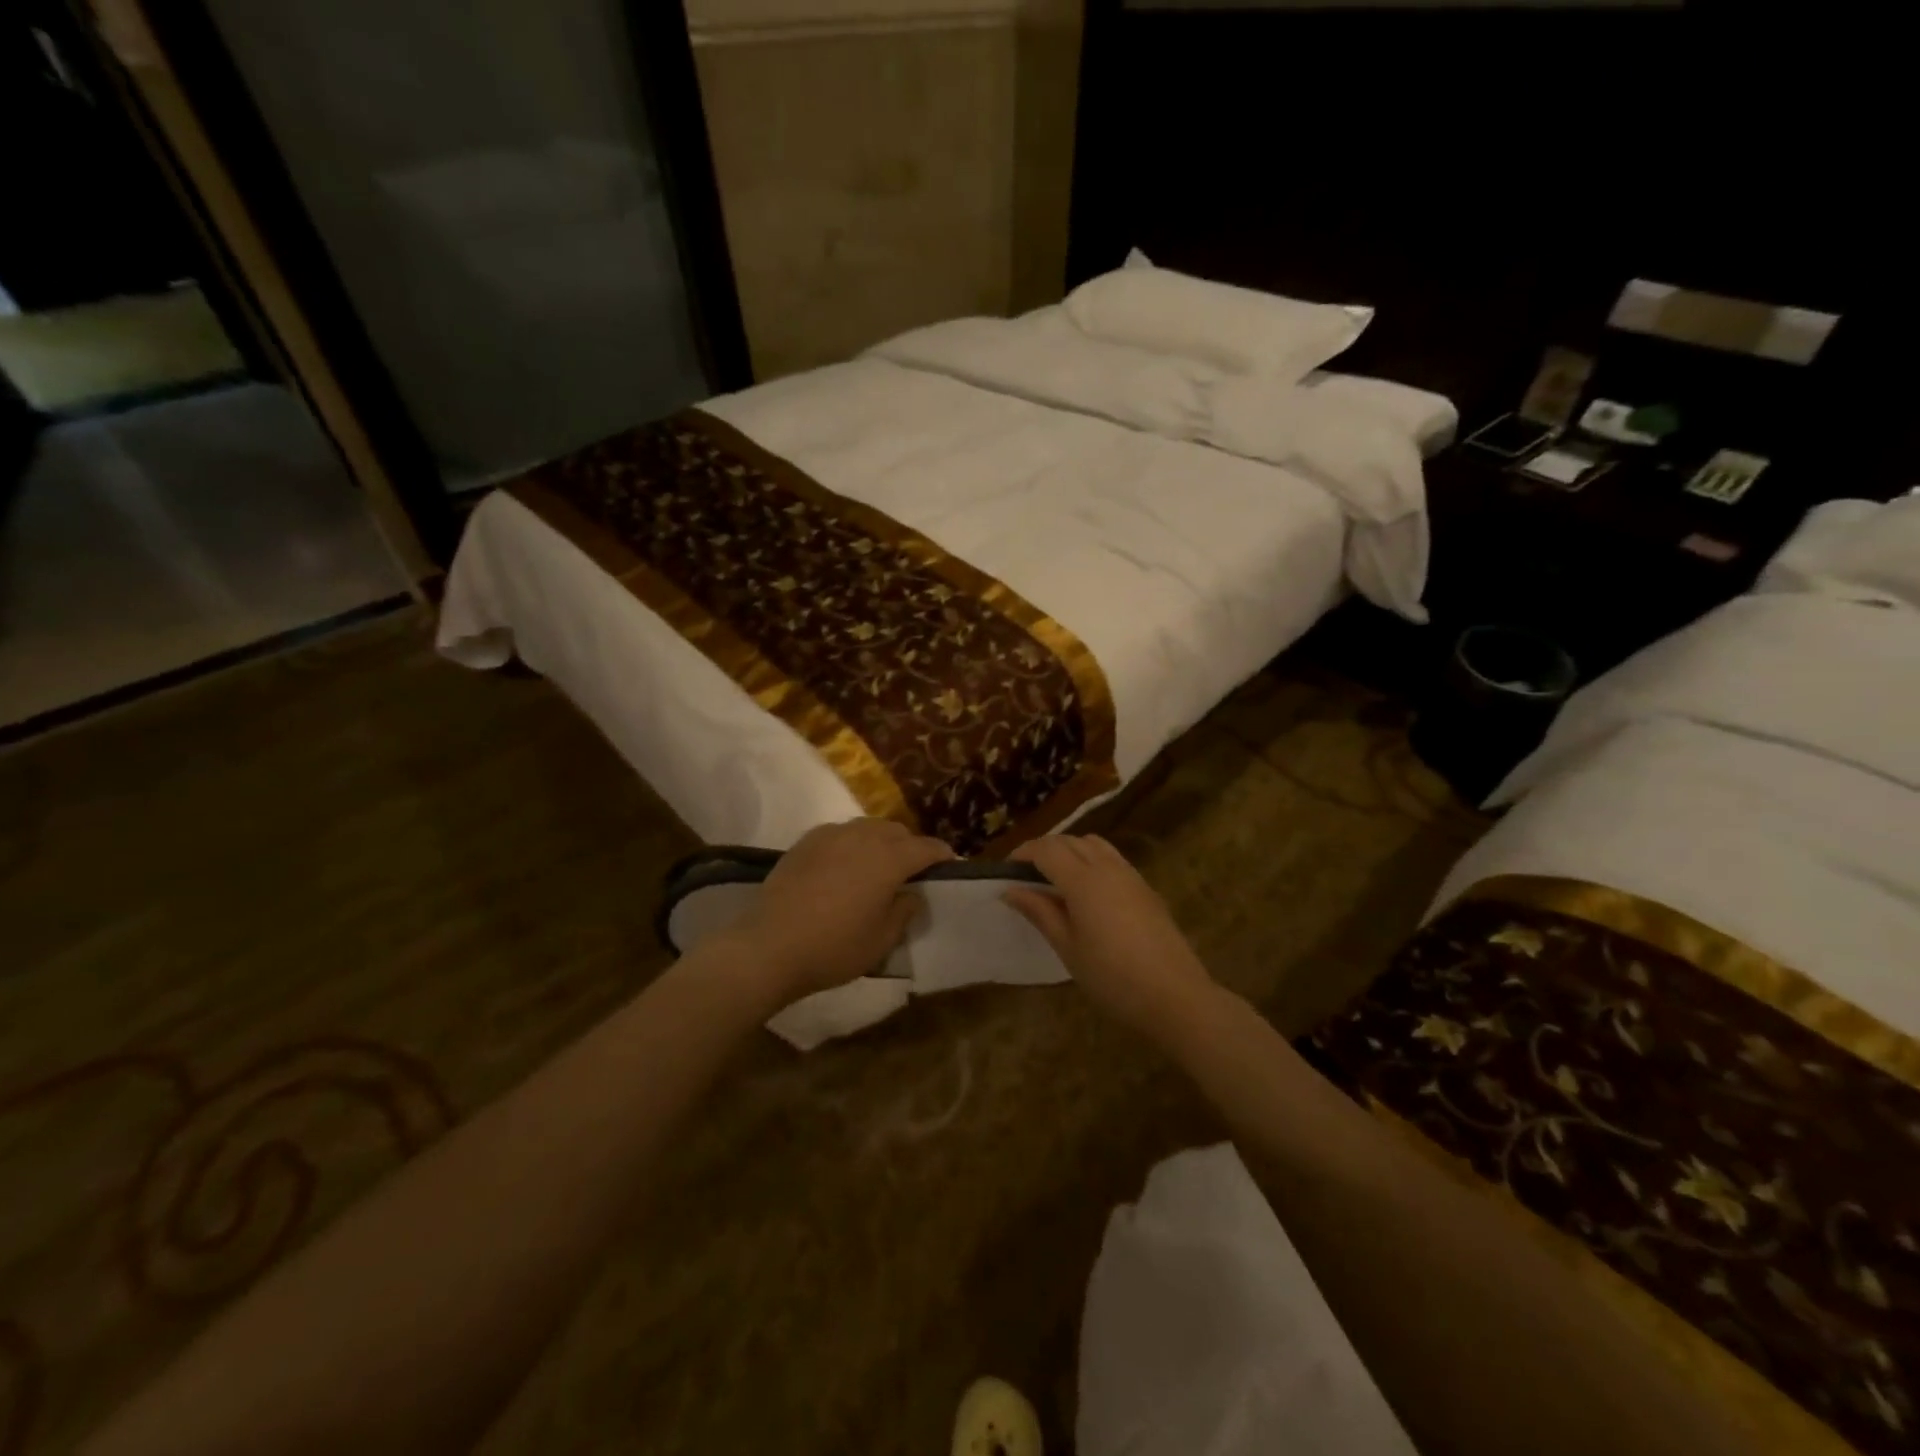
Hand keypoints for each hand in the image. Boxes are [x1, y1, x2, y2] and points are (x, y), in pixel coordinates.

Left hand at [727, 818, 952, 1006]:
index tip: (950, 865)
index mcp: (889, 859)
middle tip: (911, 872)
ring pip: (867, 828)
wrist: (769, 946)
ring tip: (877, 866)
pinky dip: (852, 844)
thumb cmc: (834, 948)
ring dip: (880, 842)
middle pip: (897, 832)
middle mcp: (863, 837)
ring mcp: (831, 835)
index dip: (942, 856)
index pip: (927, 847)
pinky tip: (844, 866)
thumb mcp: (881, 940)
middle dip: (910, 847)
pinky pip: (840, 834)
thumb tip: (911, 893)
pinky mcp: (805, 842)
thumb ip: (904, 911)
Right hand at [1003, 835, 1218, 1038]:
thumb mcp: (1068, 947)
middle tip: (1025, 876)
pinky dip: (1091, 860)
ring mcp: (1130, 874)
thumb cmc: (1112, 977)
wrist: (1175, 996)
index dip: (1023, 854)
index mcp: (1083, 880)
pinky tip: (1087, 891)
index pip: (1046, 849)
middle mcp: (1107, 867)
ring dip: (1070, 850)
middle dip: (1044, 850)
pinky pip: (1112, 858)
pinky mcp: (1146, 887)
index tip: (1006, 872)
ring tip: (1055, 879)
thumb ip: (1040, 912)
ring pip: (1093, 844)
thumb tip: (1010, 890)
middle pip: (1069, 841)